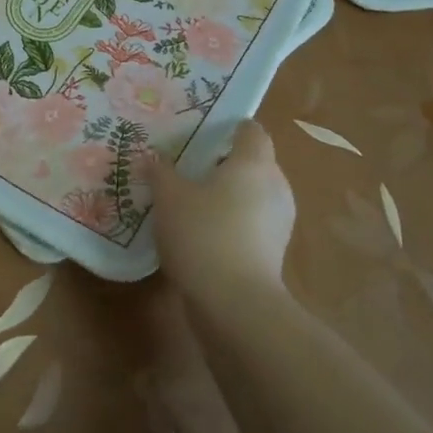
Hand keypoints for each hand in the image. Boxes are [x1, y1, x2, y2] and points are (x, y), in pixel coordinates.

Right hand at [152, 118, 295, 297]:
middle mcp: (275, 186)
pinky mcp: (273, 254)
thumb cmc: (203, 233)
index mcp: (254, 163)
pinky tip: (200, 234)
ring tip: (190, 201)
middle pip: (252, 163)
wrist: (235, 304)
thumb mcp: (168, 196)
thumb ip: (160, 172)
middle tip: (187, 166)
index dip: (230, 127)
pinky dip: (231, 223)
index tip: (203, 130)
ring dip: (227, 196)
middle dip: (223, 163)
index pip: (252, 131)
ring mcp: (279, 223)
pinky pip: (250, 224)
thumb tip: (153, 158)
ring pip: (252, 195)